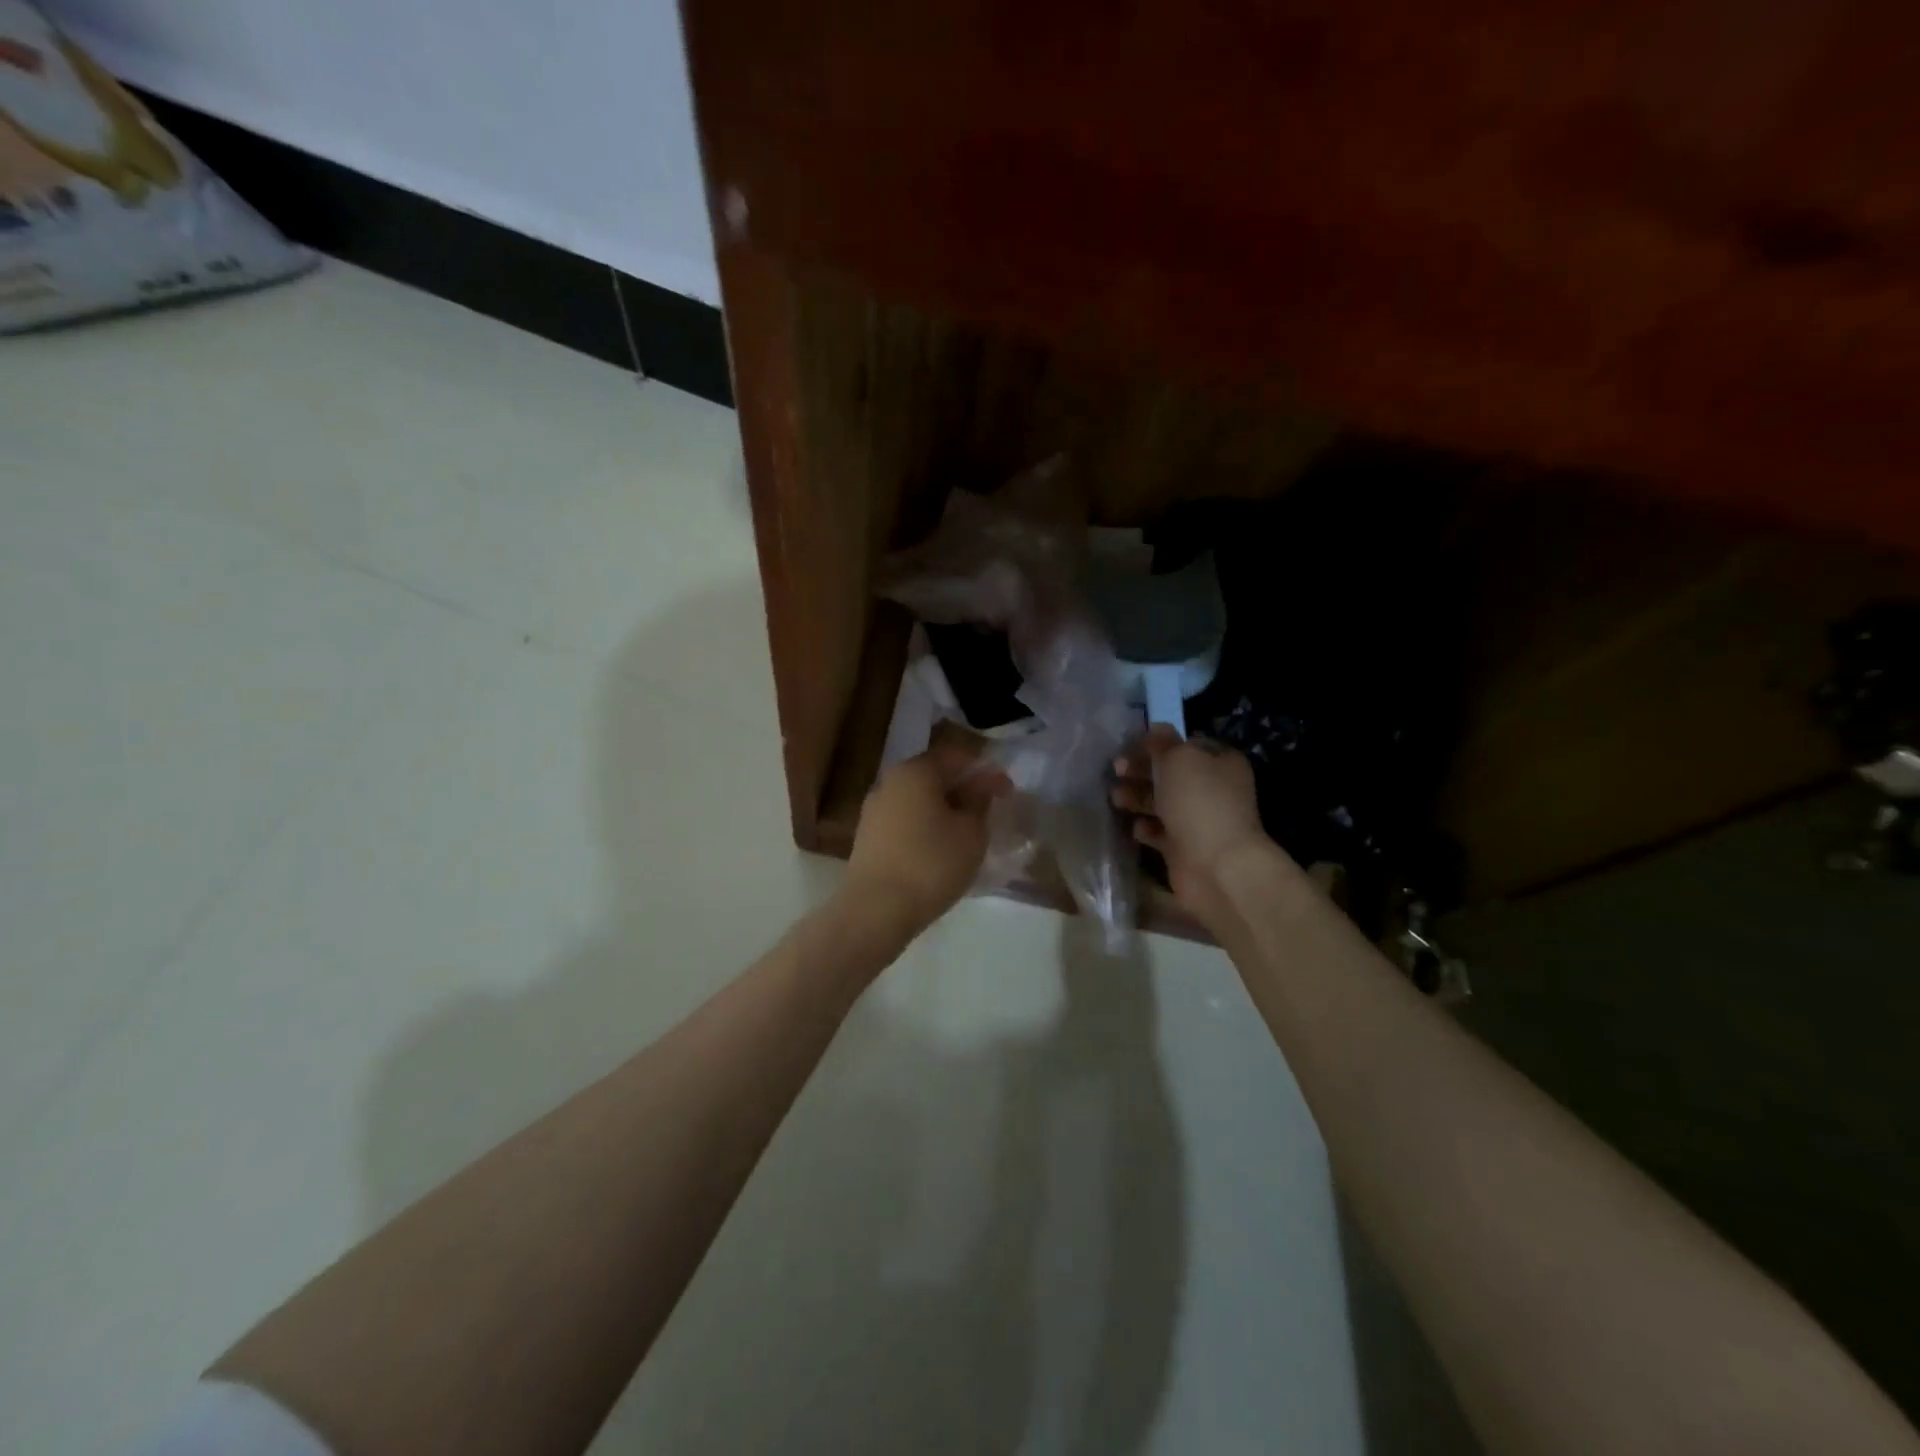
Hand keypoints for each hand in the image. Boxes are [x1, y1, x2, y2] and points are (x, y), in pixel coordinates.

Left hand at [844, 744, 1004, 937]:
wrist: (876, 910)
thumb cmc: (931, 864)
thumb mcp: (972, 833)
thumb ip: (980, 802)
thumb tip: (980, 787)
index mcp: (915, 771)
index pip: (956, 756)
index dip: (985, 770)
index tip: (1006, 791)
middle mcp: (890, 782)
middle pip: (935, 776)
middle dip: (964, 790)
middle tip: (990, 812)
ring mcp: (874, 810)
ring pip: (919, 800)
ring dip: (945, 810)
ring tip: (969, 833)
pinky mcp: (869, 837)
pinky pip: (906, 821)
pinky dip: (927, 827)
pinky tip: (942, 849)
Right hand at [1111, 727, 1268, 916]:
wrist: (1216, 866)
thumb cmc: (1199, 803)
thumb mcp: (1179, 759)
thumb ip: (1162, 742)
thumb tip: (1155, 728)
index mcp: (1219, 762)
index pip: (1183, 744)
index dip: (1155, 744)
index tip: (1126, 747)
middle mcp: (1212, 789)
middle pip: (1169, 774)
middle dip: (1140, 771)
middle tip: (1115, 771)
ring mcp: (1199, 820)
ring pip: (1161, 802)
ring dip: (1137, 798)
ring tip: (1116, 798)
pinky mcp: (1185, 848)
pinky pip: (1159, 832)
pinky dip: (1146, 828)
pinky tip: (1135, 827)